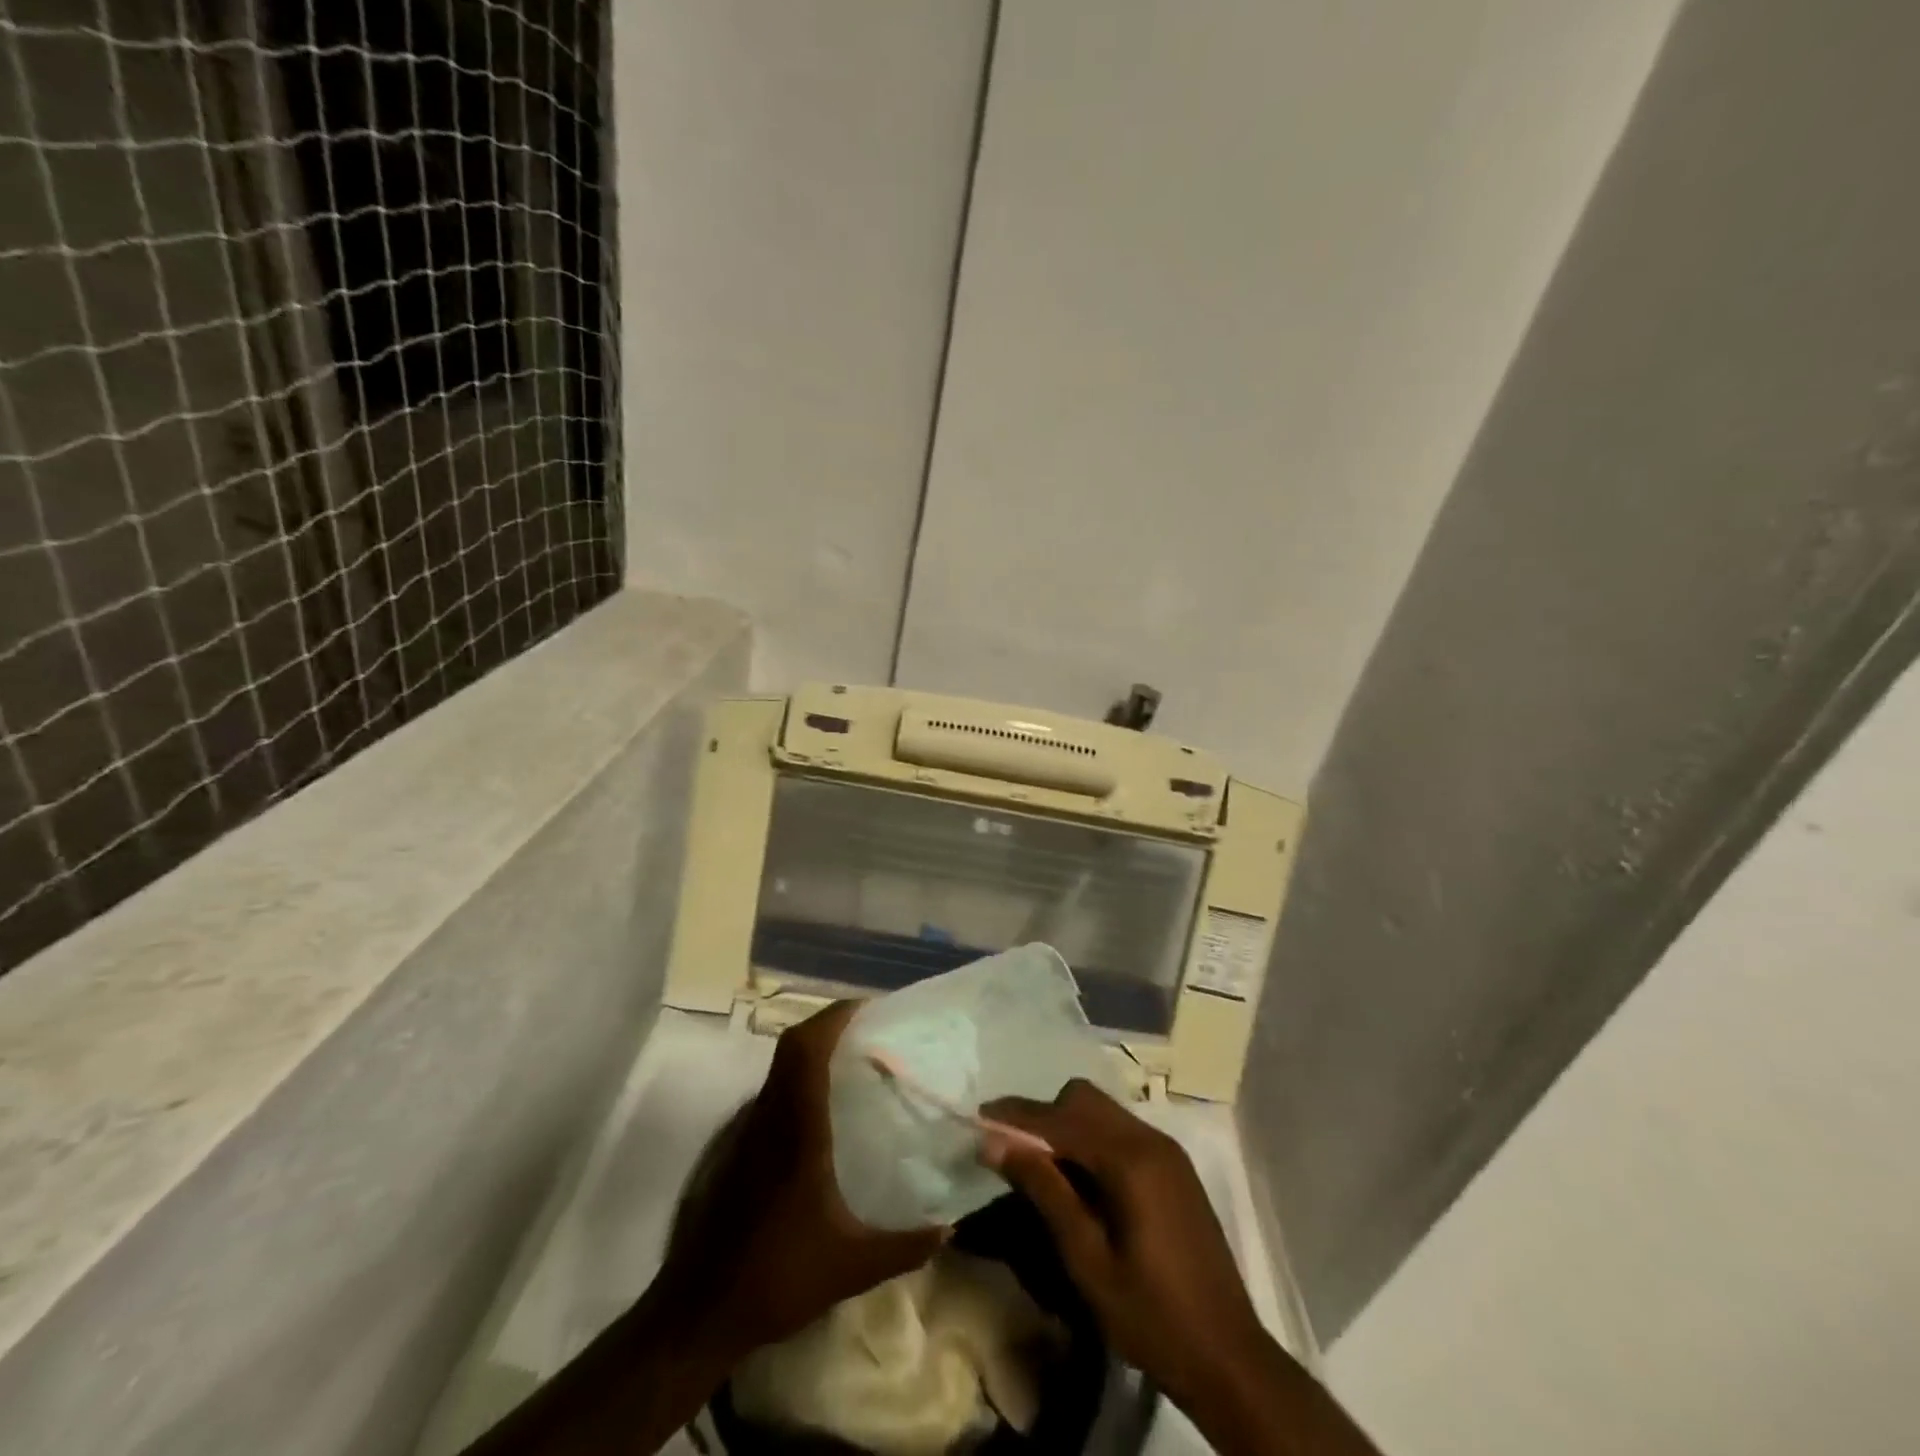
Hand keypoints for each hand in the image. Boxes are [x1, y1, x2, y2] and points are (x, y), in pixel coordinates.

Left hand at [660, 1001, 946, 1362]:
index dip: (834, 1018)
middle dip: (828, 1025)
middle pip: (792, 1046)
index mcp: (797, 1129)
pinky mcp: (741, 1149)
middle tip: (868, 1030)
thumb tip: (949, 1226)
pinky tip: (827, 1109)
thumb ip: (904, 1246)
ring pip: (780, 1067)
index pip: (807, 1050)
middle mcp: (771, 1117)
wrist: (700, 1311)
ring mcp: (750, 1131)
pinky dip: (801, 1079)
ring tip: (855, 1061)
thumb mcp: (851, 1267)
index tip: (869, 1009)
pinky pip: (774, 1092)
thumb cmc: (777, 1277)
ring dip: (813, 1050)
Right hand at [979, 1079, 1266, 1409]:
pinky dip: (1092, 1141)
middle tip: (1014, 1151)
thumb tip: (995, 1143)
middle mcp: (1150, 1139)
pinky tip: (1081, 1181)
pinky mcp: (1175, 1168)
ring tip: (1041, 1167)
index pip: (1059, 1117)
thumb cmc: (1152, 1317)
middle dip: (1044, 1114)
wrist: (1230, 1358)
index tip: (979, 1117)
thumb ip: (1044, 1191)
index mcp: (1130, 1159)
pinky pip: (1121, 1131)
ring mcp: (1167, 1151)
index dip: (1016, 1115)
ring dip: (1067, 1126)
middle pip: (1083, 1098)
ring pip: (1103, 1111)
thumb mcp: (1087, 1260)